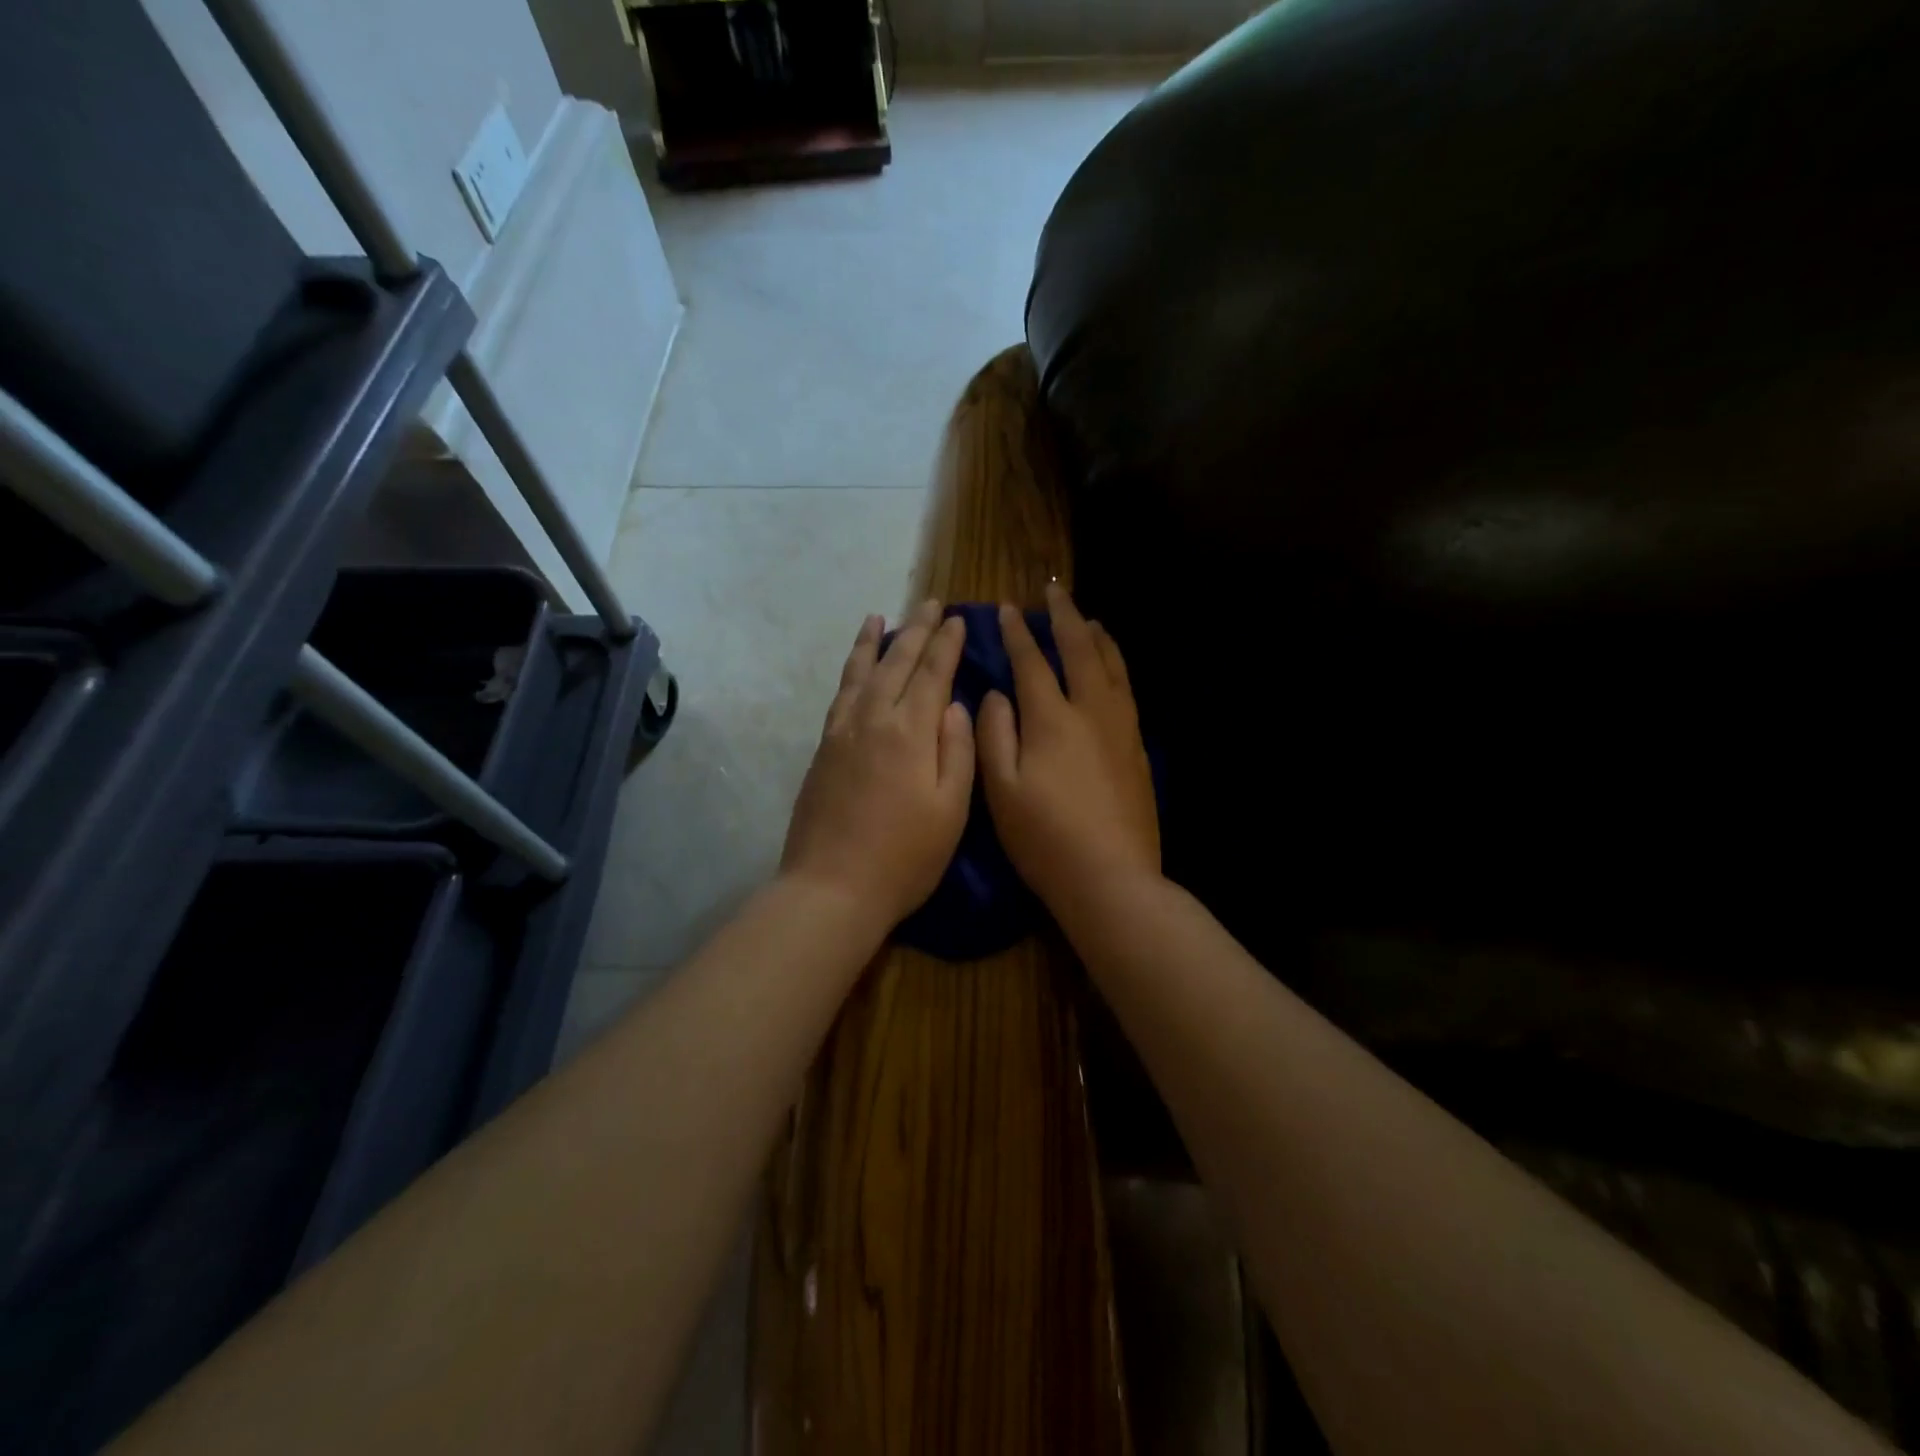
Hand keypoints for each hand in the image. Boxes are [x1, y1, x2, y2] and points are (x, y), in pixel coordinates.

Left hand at [781, 600, 974, 930]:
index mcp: (910, 732)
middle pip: (896, 663)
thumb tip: (956, 706)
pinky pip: (840, 694)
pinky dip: (849, 671)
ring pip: (860, 672)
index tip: (958, 618)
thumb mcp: (950, 810)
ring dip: (874, 642)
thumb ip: (957, 751)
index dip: (947, 643)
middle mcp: (873, 719)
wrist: (832, 887)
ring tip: (880, 616)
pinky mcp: (822, 749)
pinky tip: (855, 668)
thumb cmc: (904, 857)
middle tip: (931, 604)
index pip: (933, 673)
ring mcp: (842, 733)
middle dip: (917, 630)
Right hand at [978, 583, 1159, 915]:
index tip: (1007, 608)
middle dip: (1065, 615)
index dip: (1018, 632)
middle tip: (1054, 590)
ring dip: (1096, 636)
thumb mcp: (1001, 789)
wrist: (1111, 877)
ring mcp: (1121, 728)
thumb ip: (994, 734)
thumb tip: (997, 694)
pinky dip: (1116, 666)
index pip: (1032, 661)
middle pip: (1080, 649)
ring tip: (1087, 619)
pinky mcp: (1138, 748)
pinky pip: (1126, 690)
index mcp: (1052, 719)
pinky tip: (1112, 669)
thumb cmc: (1044, 838)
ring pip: (1112, 666)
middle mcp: (1091, 711)